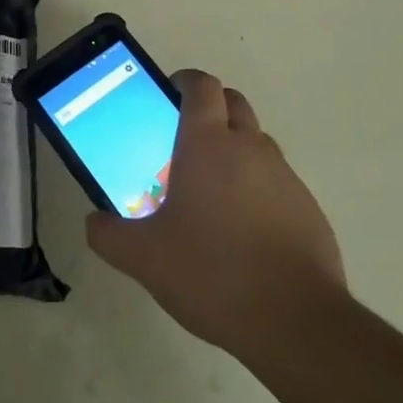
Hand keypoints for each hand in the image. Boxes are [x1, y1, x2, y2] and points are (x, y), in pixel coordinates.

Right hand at [86, 70, 346, 358]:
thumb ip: (110, 235)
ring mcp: (284, 176)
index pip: (201, 86)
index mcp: (207, 144)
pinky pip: (277, 180)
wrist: (295, 321)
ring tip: (211, 191)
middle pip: (232, 102)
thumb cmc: (211, 273)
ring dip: (235, 148)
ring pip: (256, 141)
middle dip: (210, 108)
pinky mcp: (308, 207)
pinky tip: (242, 230)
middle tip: (184, 141)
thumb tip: (94, 222)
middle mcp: (249, 147)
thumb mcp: (144, 258)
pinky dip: (258, 187)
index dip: (185, 81)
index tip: (168, 94)